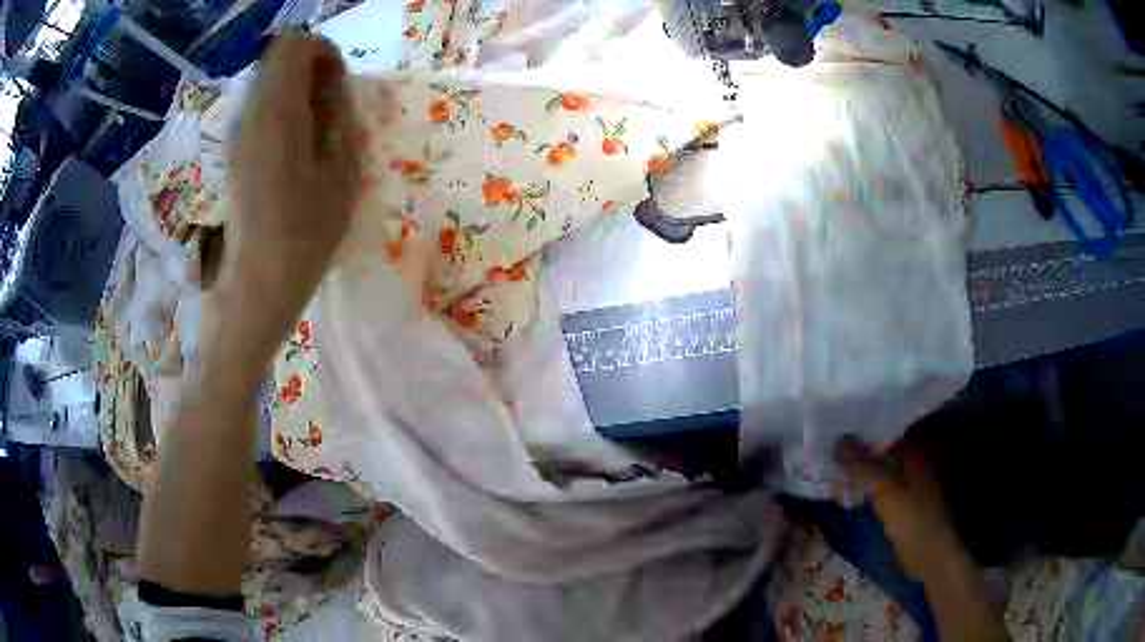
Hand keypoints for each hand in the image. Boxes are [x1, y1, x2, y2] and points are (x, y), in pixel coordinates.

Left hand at [224, 31, 361, 313]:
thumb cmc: (305, 234)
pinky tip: (297, 147)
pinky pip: (260, 108)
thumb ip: (340, 117)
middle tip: (332, 107)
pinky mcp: (234, 152)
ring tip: (317, 129)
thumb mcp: (341, 172)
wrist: (257, 284)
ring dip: (297, 91)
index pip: (296, 45)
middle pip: (279, 58)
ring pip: (269, 82)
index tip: (340, 85)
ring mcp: (237, 132)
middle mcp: (251, 112)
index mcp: (277, 111)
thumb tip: (335, 89)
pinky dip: (283, 111)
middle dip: (311, 70)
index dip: (325, 53)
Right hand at [835, 435, 961, 581]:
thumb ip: (861, 466)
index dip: (864, 426)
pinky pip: (876, 482)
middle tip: (830, 443)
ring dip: (858, 466)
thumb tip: (838, 442)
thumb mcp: (884, 488)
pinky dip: (863, 482)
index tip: (840, 424)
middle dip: (858, 447)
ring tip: (832, 462)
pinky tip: (845, 484)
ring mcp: (905, 478)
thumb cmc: (911, 514)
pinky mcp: (897, 496)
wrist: (925, 551)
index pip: (886, 428)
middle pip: (880, 447)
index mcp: (915, 447)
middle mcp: (911, 457)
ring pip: (877, 466)